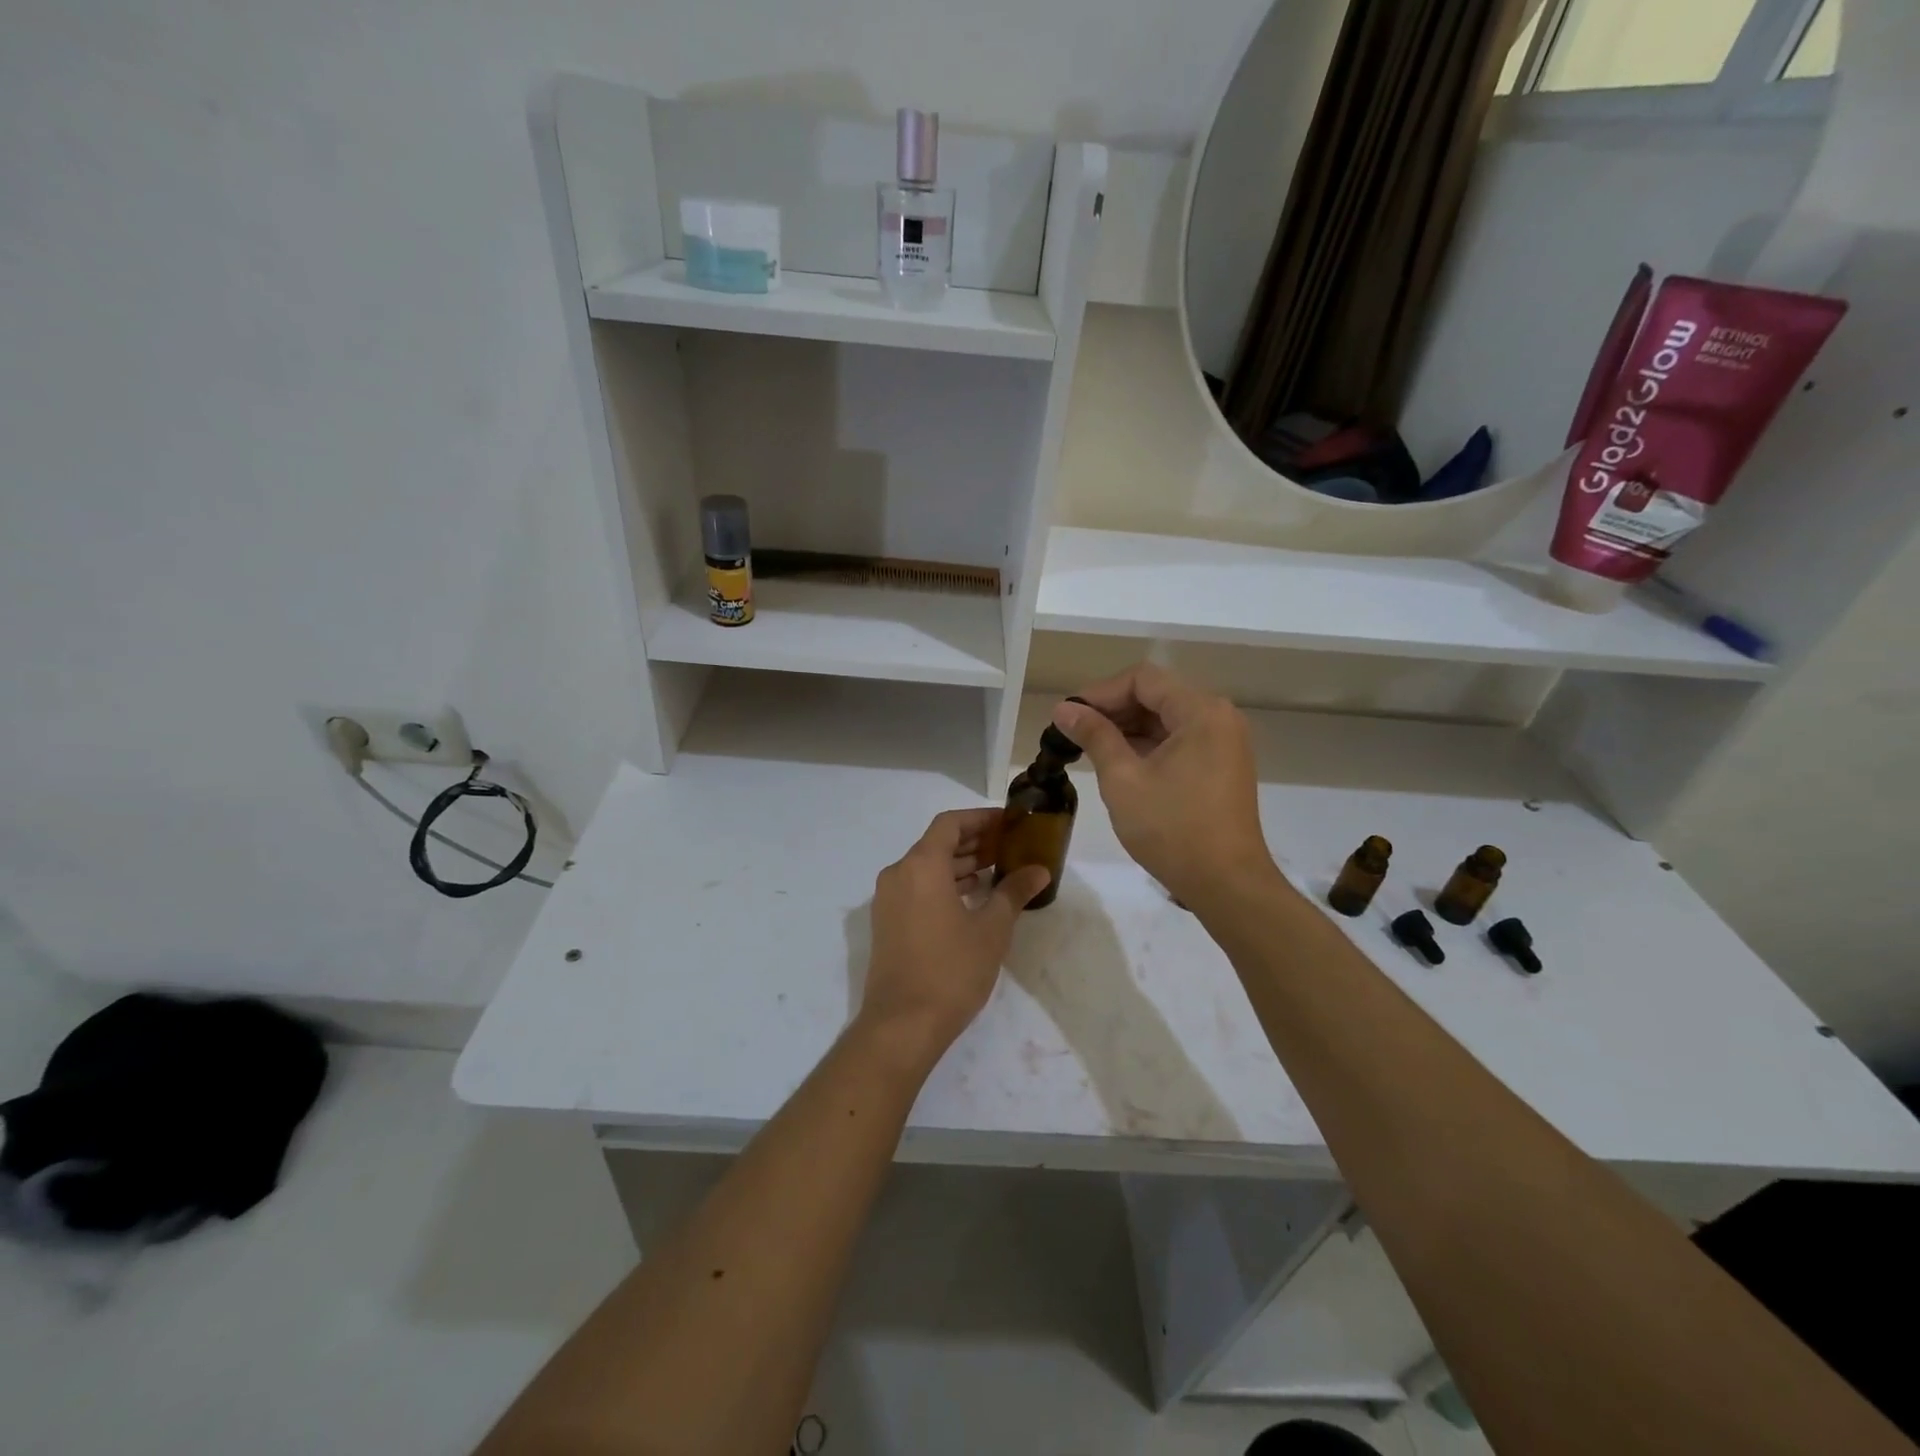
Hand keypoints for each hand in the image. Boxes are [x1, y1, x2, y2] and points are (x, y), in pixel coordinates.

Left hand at [859, 808, 1050, 1065]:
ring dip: (959, 864)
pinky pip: (917, 888)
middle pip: (937, 843)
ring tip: (995, 871)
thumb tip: (1039, 870)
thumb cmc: (951, 970)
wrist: (902, 1024)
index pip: (950, 824)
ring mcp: (888, 899)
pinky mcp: (887, 923)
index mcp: (921, 865)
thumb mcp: (992, 929)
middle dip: (973, 842)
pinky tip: (971, 898)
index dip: (980, 819)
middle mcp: (899, 874)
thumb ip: (1014, 892)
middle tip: (1008, 846)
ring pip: (926, 867)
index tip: (1008, 823)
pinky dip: (943, 884)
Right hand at [1052, 664, 1274, 908]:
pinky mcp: (1223, 765)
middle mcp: (1219, 717)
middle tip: (1073, 732)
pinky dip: (1148, 745)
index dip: (1100, 692)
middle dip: (1113, 709)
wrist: (1226, 884)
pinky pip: (1180, 740)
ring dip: (1128, 728)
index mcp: (1201, 711)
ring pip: (1167, 718)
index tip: (1069, 715)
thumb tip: (1064, 709)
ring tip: (1089, 747)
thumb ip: (1094, 736)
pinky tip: (1119, 762)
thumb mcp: (1123, 779)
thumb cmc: (1172, 828)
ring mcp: (1224, 742)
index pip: (1142, 679)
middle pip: (1157, 695)